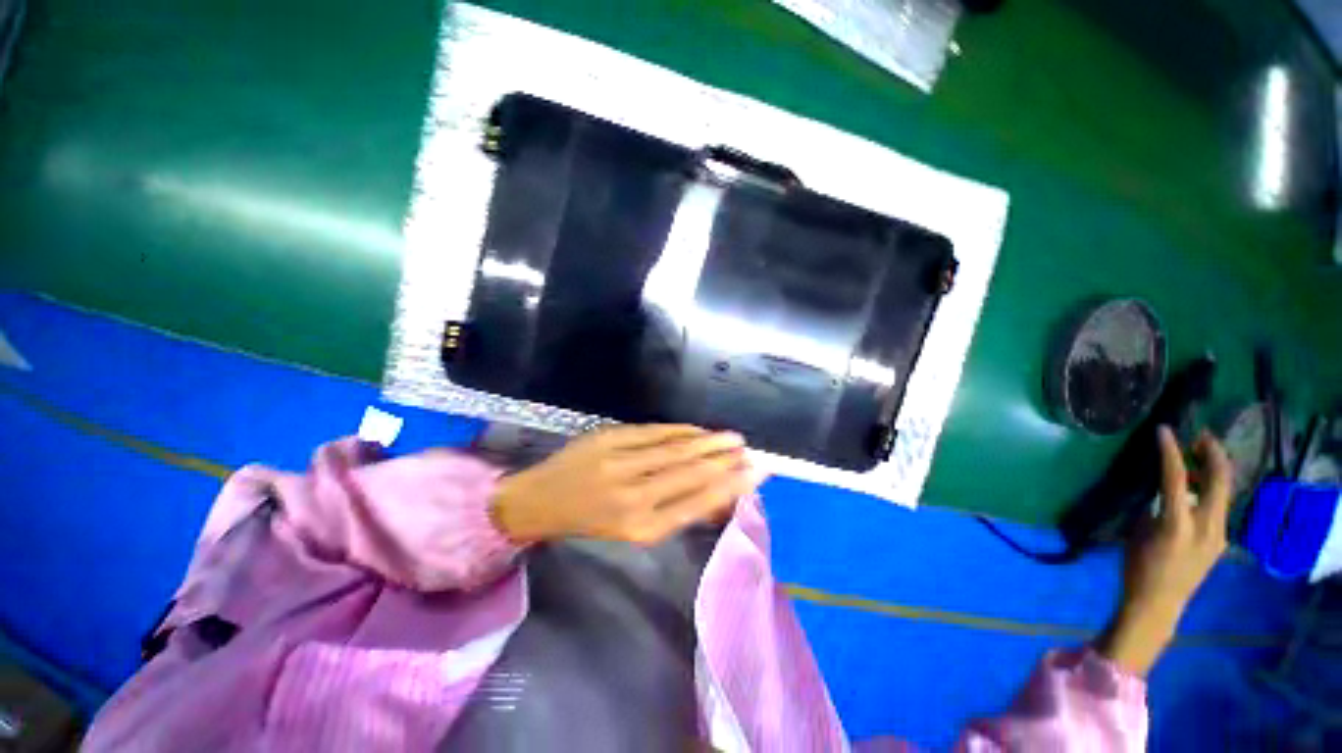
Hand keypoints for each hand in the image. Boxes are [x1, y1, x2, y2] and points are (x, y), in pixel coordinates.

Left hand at [490, 424, 760, 546]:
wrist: (540, 500)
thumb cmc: (591, 522)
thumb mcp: (633, 530)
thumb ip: (674, 511)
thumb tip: (715, 493)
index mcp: (642, 527)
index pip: (698, 502)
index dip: (731, 486)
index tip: (755, 473)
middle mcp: (634, 496)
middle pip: (692, 472)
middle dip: (726, 460)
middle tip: (749, 451)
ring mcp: (620, 462)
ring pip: (677, 448)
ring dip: (709, 441)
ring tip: (733, 437)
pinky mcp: (609, 438)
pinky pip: (655, 431)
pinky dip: (681, 430)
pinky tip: (698, 430)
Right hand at [1095, 426, 1233, 675]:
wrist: (1158, 604)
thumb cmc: (1138, 567)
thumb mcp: (1139, 533)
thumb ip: (1155, 509)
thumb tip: (1164, 492)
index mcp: (1178, 524)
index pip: (1176, 479)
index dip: (1171, 452)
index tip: (1164, 431)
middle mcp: (1206, 526)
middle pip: (1219, 482)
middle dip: (1214, 455)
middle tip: (1202, 437)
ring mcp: (1218, 535)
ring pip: (1223, 493)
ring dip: (1214, 472)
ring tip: (1199, 458)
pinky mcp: (1220, 541)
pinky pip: (1218, 508)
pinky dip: (1210, 491)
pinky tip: (1198, 490)